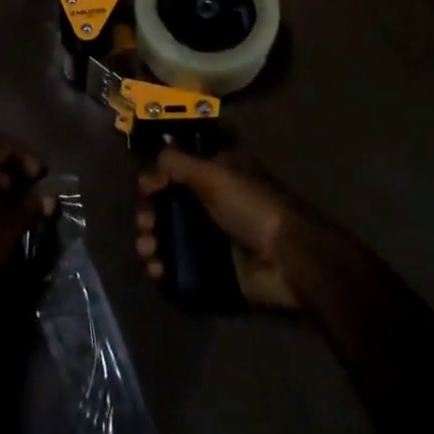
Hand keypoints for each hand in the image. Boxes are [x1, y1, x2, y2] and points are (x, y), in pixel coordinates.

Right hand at [136, 148, 312, 309]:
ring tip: (148, 250)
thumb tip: (148, 169)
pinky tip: (156, 270)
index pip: (176, 170)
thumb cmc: (252, 206)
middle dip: (149, 213)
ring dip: (151, 241)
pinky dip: (162, 268)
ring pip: (168, 237)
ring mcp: (211, 238)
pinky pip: (178, 268)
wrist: (288, 260)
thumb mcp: (213, 174)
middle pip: (167, 204)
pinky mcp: (212, 270)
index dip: (157, 177)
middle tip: (145, 224)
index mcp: (215, 174)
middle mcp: (210, 203)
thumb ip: (177, 164)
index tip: (145, 189)